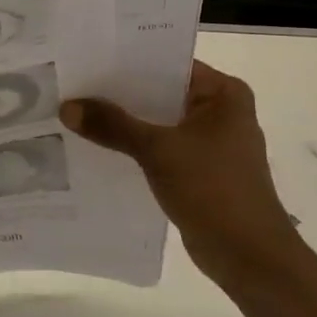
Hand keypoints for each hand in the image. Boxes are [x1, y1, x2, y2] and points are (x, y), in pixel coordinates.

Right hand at [61, 62, 307, 290]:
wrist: (248, 256)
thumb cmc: (213, 190)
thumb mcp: (158, 151)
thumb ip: (113, 125)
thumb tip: (68, 106)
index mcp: (223, 93)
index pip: (168, 64)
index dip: (127, 63)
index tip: (86, 61)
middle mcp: (220, 112)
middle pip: (161, 94)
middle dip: (120, 96)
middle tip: (72, 87)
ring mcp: (211, 144)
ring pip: (159, 124)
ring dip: (125, 125)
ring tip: (76, 115)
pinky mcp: (200, 172)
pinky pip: (161, 150)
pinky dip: (135, 150)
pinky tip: (97, 149)